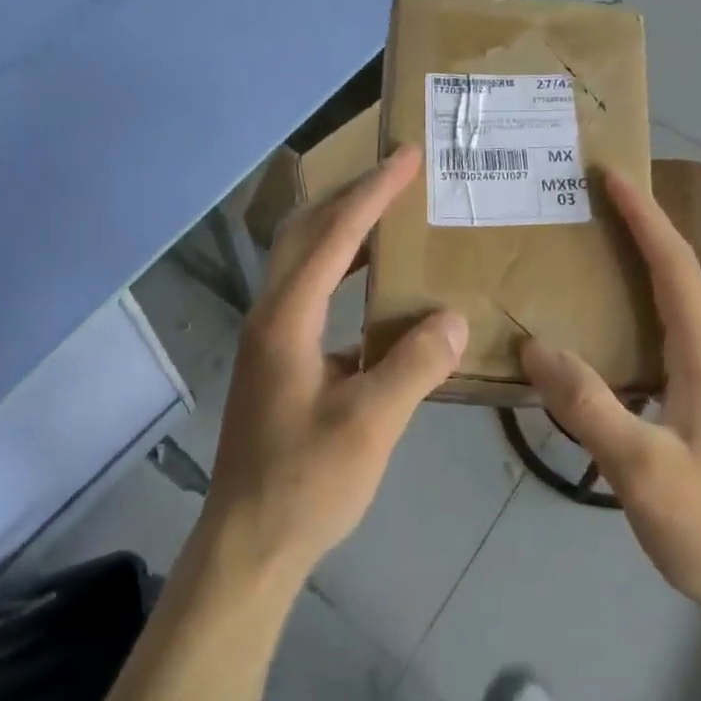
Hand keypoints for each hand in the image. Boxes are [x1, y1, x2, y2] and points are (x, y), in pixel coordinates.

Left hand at [200, 145, 468, 589]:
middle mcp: (272, 314)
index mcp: (287, 318)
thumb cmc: (306, 482)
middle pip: (307, 232)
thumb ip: (414, 365)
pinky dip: (345, 272)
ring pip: (306, 261)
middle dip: (352, 197)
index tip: (407, 158)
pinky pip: (314, 293)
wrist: (249, 543)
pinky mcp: (280, 359)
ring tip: (393, 217)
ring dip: (346, 231)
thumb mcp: (371, 424)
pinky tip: (379, 289)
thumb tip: (452, 316)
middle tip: (399, 176)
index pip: (334, 235)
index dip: (372, 192)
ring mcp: (272, 337)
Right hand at [521, 169, 700, 638]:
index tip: (612, 176)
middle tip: (595, 206)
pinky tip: (620, 334)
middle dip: (644, 233)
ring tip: (601, 255)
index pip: (675, 267)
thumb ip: (588, 405)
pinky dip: (648, 314)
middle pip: (683, 278)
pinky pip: (680, 341)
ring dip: (648, 272)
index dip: (644, 218)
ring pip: (683, 310)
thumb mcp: (642, 470)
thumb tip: (537, 347)